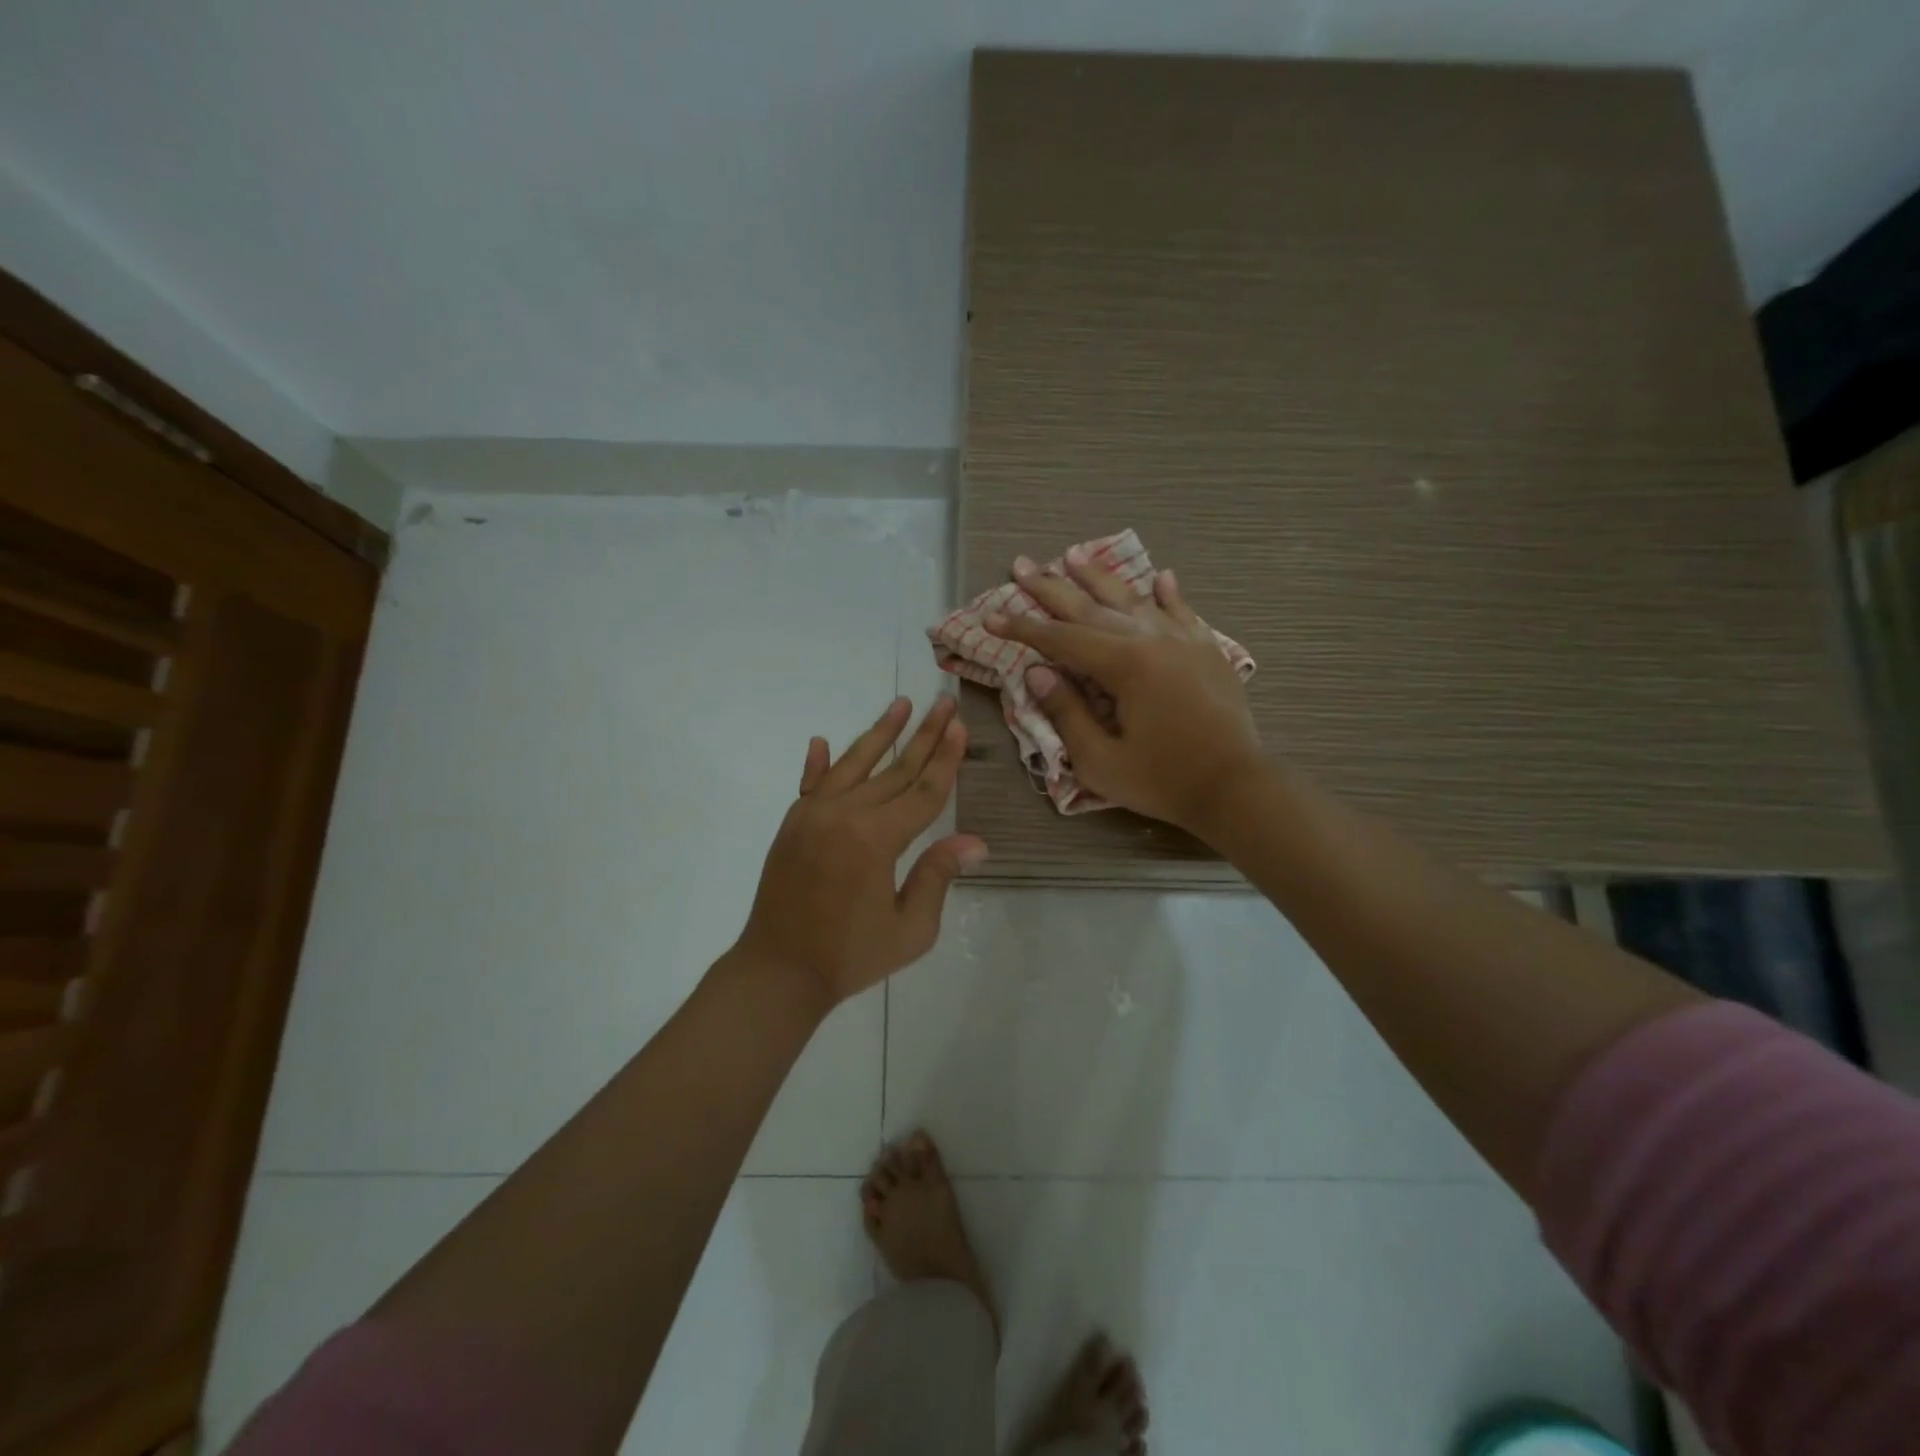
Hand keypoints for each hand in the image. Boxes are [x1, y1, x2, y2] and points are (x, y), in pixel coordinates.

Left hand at [735, 697, 987, 1009]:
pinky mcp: (792, 824)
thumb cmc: (850, 956)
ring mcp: (813, 815)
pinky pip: (810, 784)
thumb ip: (937, 876)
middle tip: (944, 702)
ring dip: (879, 733)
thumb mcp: (910, 930)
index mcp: (876, 839)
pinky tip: (821, 740)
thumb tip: (974, 841)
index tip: (959, 725)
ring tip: (902, 704)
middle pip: (894, 769)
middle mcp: (844, 815)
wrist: (777, 971)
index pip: (922, 791)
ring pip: (853, 764)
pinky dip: (817, 763)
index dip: (945, 759)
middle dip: (924, 735)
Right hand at [988, 549, 1263, 836]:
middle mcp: (1152, 640)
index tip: (991, 615)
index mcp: (1125, 665)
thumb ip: (1066, 714)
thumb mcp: (1101, 761)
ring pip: (1134, 599)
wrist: (1237, 787)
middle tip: (1022, 565)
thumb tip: (1036, 673)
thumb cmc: (1163, 781)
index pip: (1061, 639)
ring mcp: (1184, 641)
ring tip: (1073, 555)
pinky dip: (1168, 594)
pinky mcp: (1208, 651)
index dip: (1022, 627)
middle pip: (1092, 607)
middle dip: (1052, 588)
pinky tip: (1160, 576)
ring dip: (1100, 578)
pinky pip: (1183, 612)